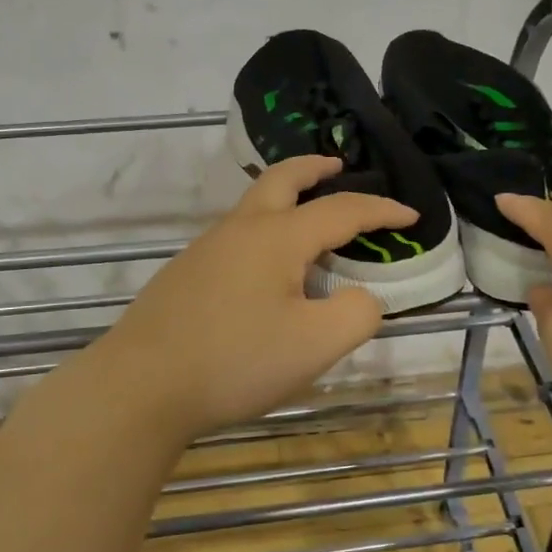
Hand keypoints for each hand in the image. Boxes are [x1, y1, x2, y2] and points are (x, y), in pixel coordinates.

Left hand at [74, 156, 414, 443]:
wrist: (140, 386)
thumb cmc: (234, 360)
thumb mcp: (315, 345)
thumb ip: (356, 314)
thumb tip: (361, 297)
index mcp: (277, 237)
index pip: (342, 210)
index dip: (381, 210)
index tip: (411, 215)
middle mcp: (240, 230)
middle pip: (282, 179)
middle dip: (315, 168)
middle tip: (339, 166)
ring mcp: (206, 249)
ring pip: (254, 205)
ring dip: (287, 198)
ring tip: (310, 222)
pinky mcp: (186, 274)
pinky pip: (237, 235)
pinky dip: (265, 229)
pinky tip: (268, 270)